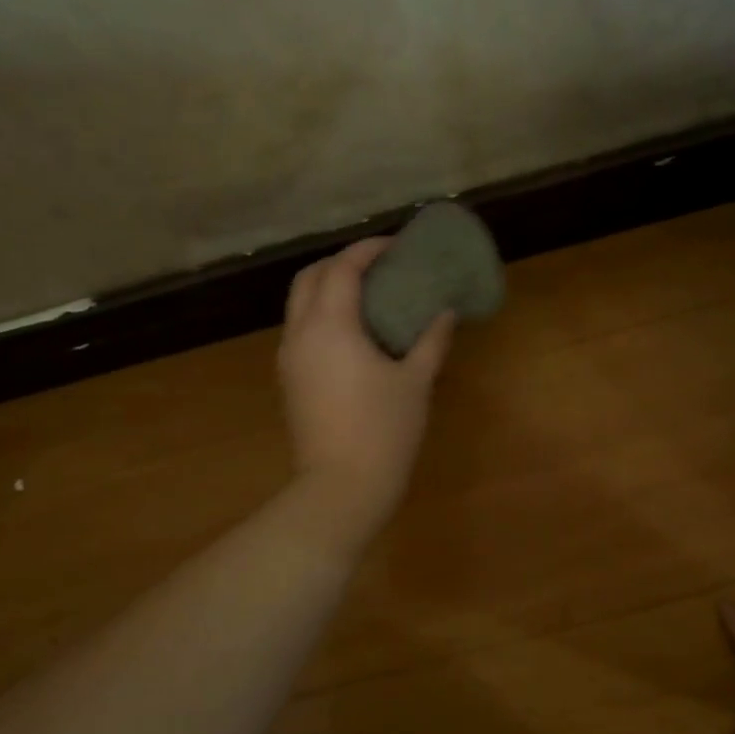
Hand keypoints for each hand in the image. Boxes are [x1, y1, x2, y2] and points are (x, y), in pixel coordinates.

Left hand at [278, 237, 454, 538]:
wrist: (341, 487)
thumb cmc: (384, 431)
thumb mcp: (415, 382)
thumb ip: (431, 340)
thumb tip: (445, 312)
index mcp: (331, 326)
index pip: (342, 268)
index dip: (367, 249)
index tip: (395, 246)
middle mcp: (301, 334)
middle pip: (309, 277)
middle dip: (339, 263)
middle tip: (377, 267)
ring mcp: (289, 359)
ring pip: (299, 304)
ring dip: (326, 288)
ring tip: (366, 296)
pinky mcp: (289, 381)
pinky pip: (300, 330)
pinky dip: (321, 316)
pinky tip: (352, 334)